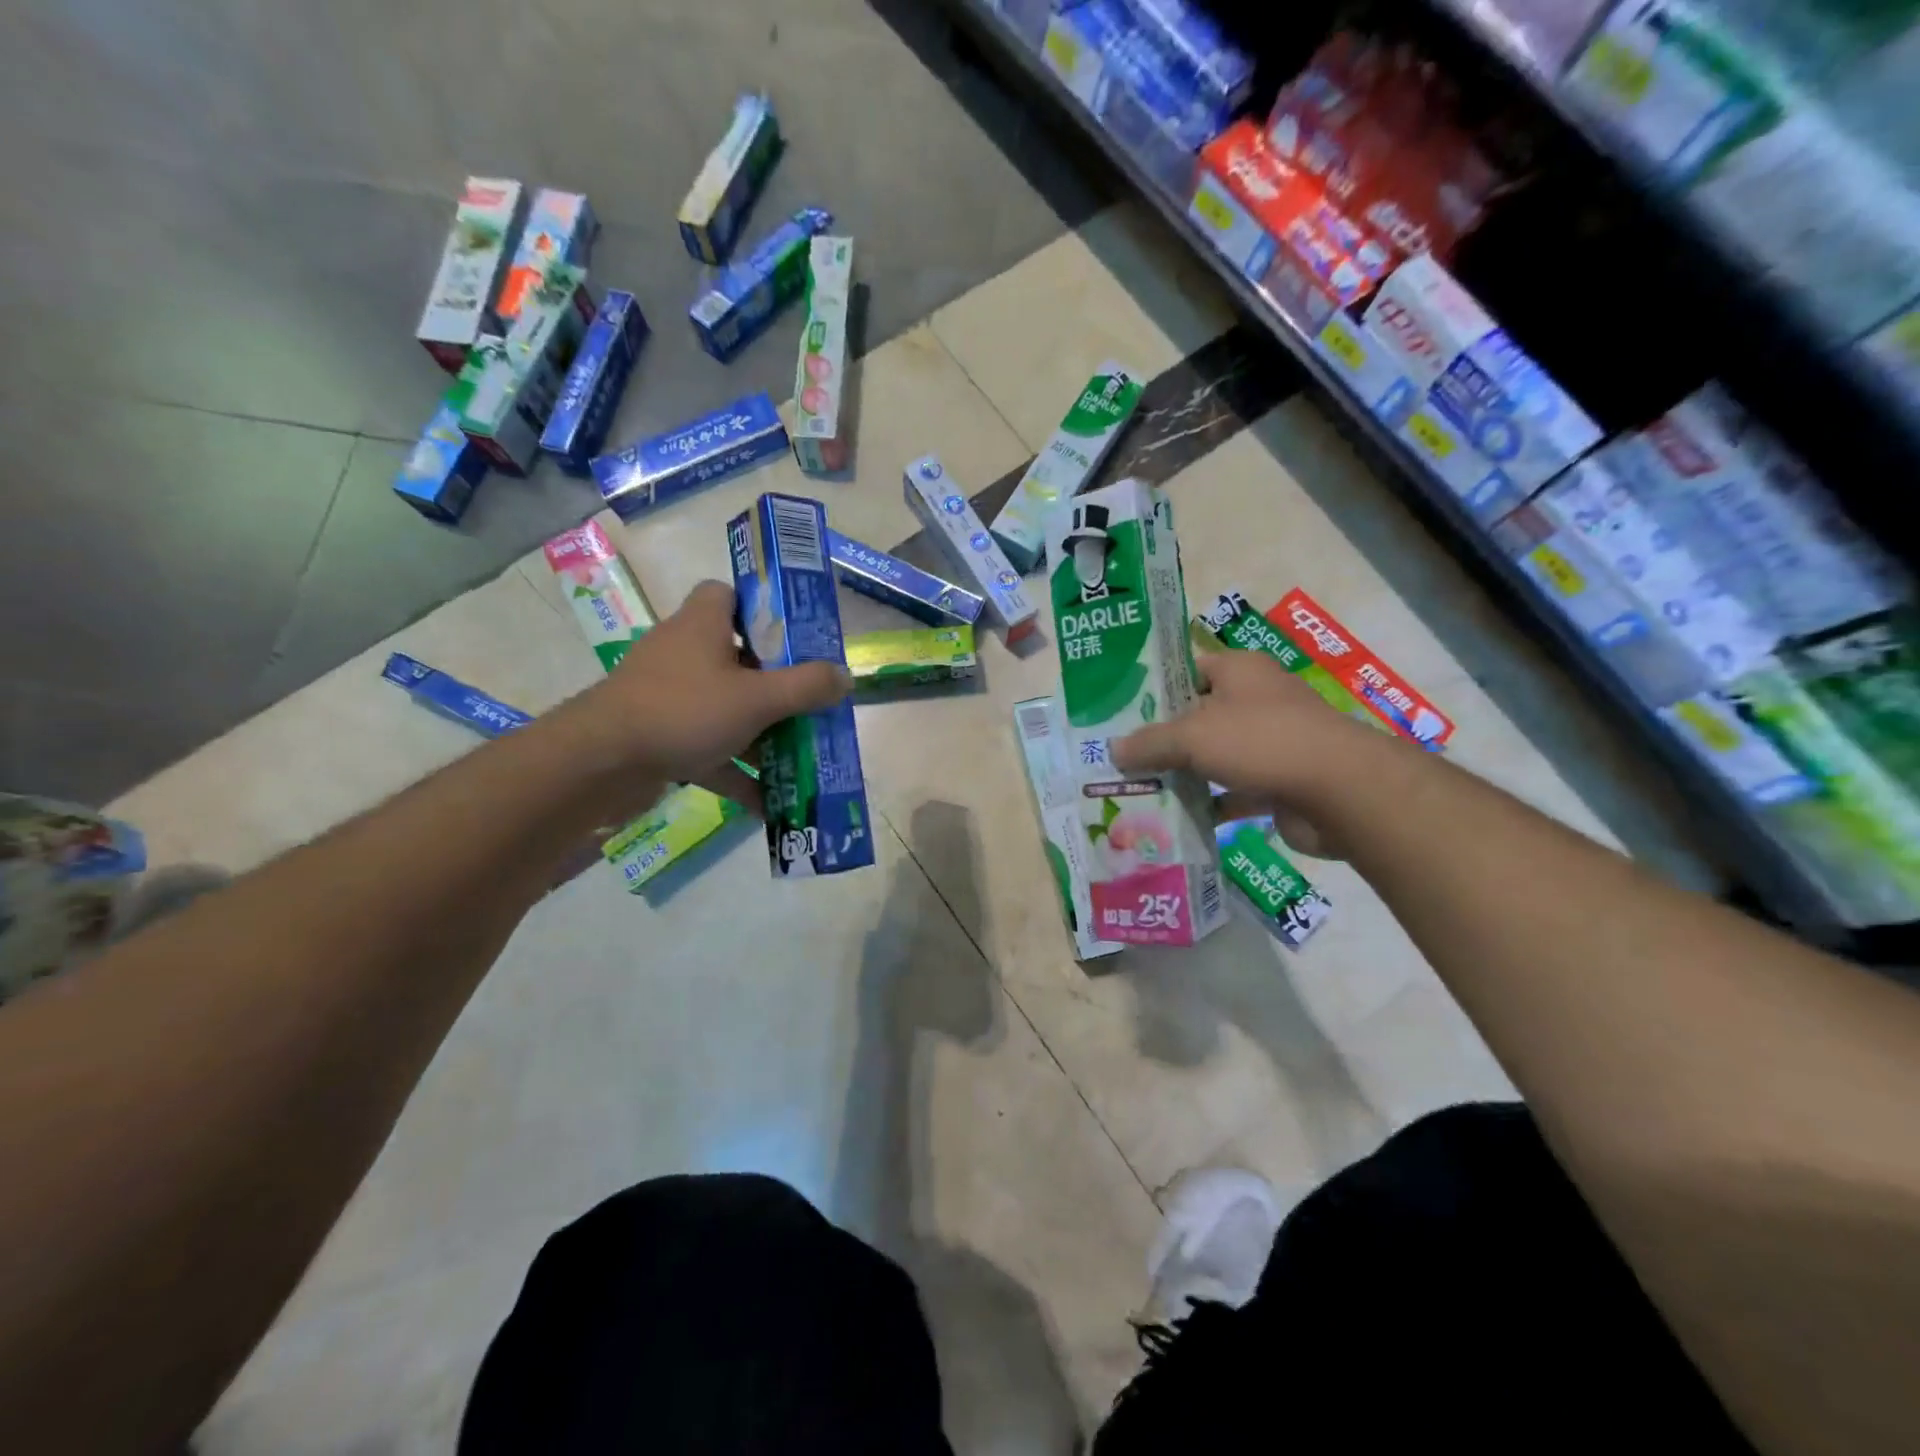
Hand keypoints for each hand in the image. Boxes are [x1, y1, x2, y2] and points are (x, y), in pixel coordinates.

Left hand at [557, 580, 851, 813]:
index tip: (794, 636)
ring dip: (760, 732)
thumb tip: (845, 676)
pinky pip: (708, 748)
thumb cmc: (684, 711)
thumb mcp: (757, 699)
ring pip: (725, 706)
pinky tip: (767, 802)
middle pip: (737, 656)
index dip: (761, 608)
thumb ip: (806, 687)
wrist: (601, 763)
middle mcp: (684, 652)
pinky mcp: (660, 734)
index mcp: (703, 625)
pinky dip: (735, 770)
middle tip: (809, 700)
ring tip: (799, 753)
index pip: (728, 593)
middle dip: (775, 682)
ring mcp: (669, 696)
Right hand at [1111, 648, 1381, 857]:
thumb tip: (1114, 750)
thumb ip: (1150, 742)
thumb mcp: (1192, 736)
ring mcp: (1271, 742)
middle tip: (1120, 755)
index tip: (1120, 711)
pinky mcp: (1280, 781)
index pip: (1188, 669)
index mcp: (1239, 670)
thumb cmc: (1261, 742)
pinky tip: (1176, 818)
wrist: (1340, 791)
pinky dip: (1210, 804)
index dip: (1155, 688)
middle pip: (1198, 715)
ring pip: (1215, 755)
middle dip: (1162, 737)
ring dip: (1184, 773)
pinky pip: (1234, 791)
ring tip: (1138, 788)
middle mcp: (1257, 700)